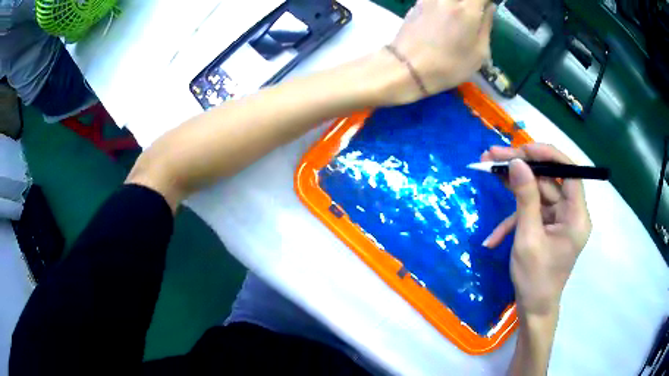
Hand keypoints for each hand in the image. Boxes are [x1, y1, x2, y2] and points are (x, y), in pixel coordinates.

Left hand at [390, 0, 494, 102]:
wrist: (407, 68)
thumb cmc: (448, 66)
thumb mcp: (478, 53)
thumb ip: (486, 26)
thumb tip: (489, 7)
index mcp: (467, 9)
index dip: (487, 2)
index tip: (489, 8)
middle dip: (472, 3)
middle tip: (476, 13)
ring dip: (457, 5)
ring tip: (459, 20)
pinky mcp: (416, 3)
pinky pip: (434, 0)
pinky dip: (443, 4)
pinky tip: (444, 16)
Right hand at [481, 144, 591, 316]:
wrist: (533, 309)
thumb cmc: (535, 279)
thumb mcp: (528, 238)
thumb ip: (525, 198)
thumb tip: (517, 163)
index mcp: (577, 216)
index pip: (570, 172)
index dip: (548, 155)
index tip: (522, 148)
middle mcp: (572, 213)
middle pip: (550, 180)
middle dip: (522, 169)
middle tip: (494, 156)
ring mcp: (560, 219)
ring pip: (538, 193)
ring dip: (514, 189)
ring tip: (489, 173)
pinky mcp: (548, 226)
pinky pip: (532, 212)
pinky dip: (513, 220)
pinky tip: (493, 238)